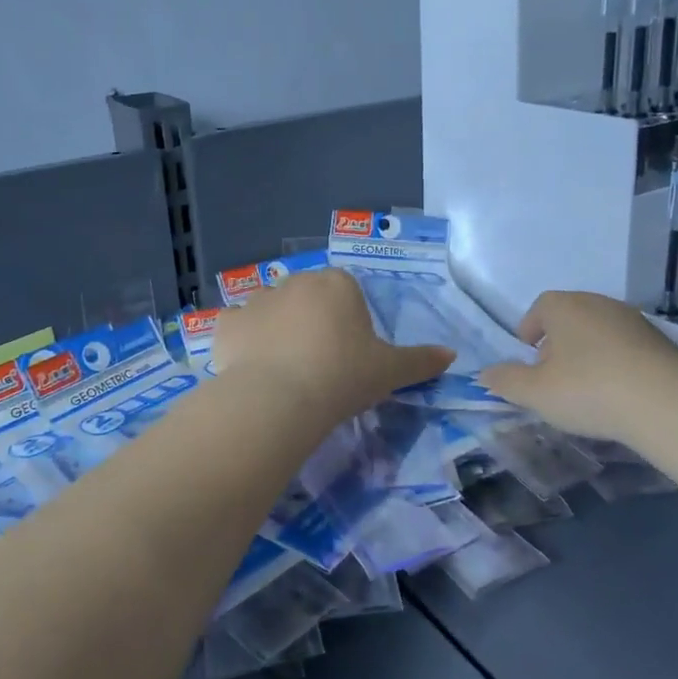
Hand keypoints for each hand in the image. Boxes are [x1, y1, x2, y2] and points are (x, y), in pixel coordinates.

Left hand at [214, 269, 454, 423]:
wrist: (279, 397)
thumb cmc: (342, 376)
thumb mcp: (390, 371)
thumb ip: (420, 361)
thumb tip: (451, 355)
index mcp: (336, 283)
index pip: (347, 293)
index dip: (350, 324)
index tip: (350, 357)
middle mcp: (294, 281)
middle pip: (308, 299)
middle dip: (313, 324)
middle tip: (320, 367)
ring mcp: (255, 299)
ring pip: (271, 311)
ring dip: (277, 331)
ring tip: (285, 373)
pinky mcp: (226, 323)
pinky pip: (237, 328)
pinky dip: (242, 342)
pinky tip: (251, 368)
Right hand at [478, 290, 677, 443]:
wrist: (667, 404)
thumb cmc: (589, 390)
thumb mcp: (535, 393)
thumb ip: (506, 381)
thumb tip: (486, 373)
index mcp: (564, 306)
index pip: (539, 308)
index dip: (529, 331)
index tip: (528, 358)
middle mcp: (598, 303)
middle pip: (569, 318)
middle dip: (557, 343)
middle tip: (552, 376)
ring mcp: (633, 320)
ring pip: (598, 331)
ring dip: (587, 353)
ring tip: (585, 388)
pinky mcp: (661, 341)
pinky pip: (625, 347)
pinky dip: (615, 362)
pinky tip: (617, 392)